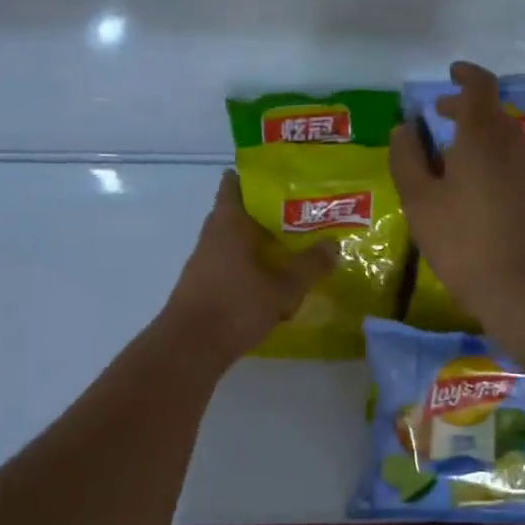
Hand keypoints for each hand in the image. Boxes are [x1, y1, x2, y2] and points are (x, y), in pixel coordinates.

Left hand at [160, 169, 336, 365]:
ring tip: (295, 247)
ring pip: (237, 241)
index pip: (235, 183)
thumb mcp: (283, 287)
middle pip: (240, 213)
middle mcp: (213, 235)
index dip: (257, 176)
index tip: (284, 177)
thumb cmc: (235, 306)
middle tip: (303, 213)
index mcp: (228, 222)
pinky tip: (275, 281)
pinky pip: (232, 264)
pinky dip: (252, 266)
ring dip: (261, 243)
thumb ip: (310, 265)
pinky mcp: (205, 285)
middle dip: (268, 213)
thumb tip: (334, 245)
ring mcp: (205, 261)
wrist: (190, 348)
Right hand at [389, 61, 524, 330]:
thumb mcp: (419, 200)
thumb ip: (407, 158)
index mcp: (482, 135)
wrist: (520, 286)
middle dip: (464, 107)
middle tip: (437, 116)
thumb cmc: (462, 240)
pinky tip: (470, 183)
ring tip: (448, 154)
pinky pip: (510, 158)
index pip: (480, 87)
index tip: (450, 73)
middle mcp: (512, 142)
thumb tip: (405, 128)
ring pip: (502, 136)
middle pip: (490, 111)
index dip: (466, 75)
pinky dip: (489, 155)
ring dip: (476, 134)